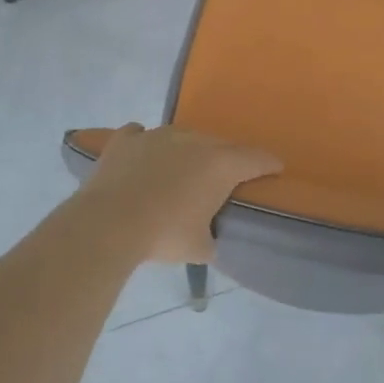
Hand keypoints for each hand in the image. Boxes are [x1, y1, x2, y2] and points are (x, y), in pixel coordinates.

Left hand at [76, 124, 280, 263]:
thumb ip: (212, 238)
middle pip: (222, 145)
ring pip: (183, 136)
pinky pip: (141, 134)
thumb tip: (209, 240)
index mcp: (221, 164)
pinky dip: (146, 144)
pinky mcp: (126, 139)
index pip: (257, 158)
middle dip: (228, 159)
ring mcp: (158, 135)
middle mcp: (194, 141)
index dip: (269, 164)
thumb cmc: (164, 235)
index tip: (275, 169)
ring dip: (189, 151)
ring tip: (183, 169)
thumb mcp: (200, 248)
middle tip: (226, 178)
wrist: (108, 224)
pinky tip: (144, 154)